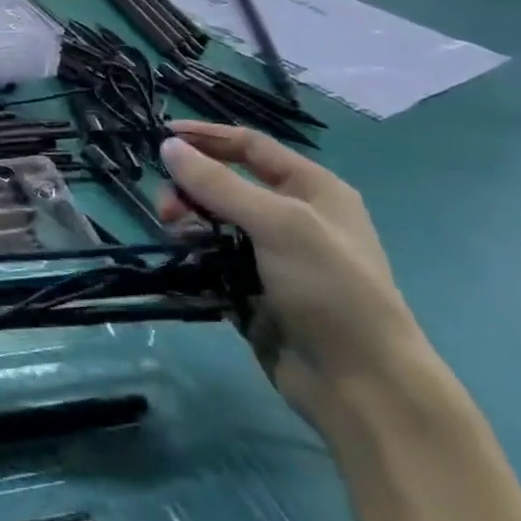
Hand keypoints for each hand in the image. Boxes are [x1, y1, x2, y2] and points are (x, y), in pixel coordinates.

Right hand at [157, 122, 433, 426]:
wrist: (360, 384)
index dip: (207, 137)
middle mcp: (293, 217)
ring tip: (175, 237)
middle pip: (226, 183)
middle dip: (191, 187)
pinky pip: (211, 260)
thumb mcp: (279, 225)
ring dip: (189, 222)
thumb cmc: (331, 290)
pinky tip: (181, 262)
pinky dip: (193, 255)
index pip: (251, 147)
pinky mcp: (252, 289)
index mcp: (313, 190)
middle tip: (166, 208)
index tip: (160, 136)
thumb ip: (219, 184)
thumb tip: (167, 146)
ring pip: (214, 222)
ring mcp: (272, 256)